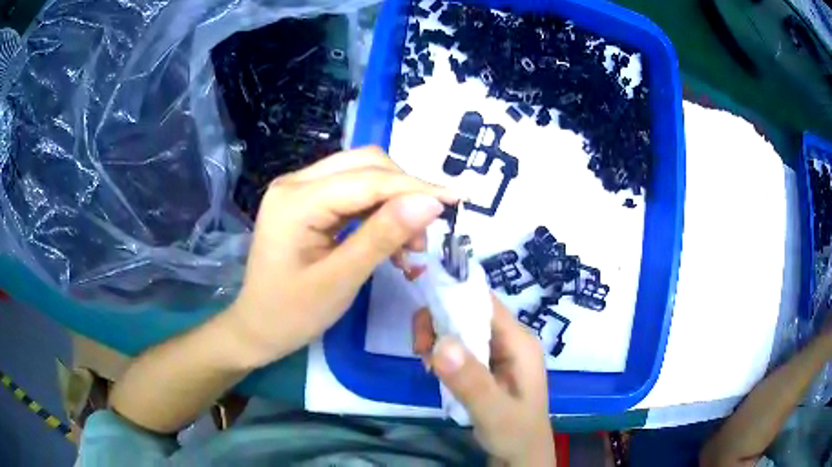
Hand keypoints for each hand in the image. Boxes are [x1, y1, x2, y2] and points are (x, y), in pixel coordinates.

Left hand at [226, 147, 455, 366]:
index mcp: (295, 201)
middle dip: (404, 190)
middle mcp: (295, 183)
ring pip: (361, 175)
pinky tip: (391, 238)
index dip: (415, 187)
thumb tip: (430, 203)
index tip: (456, 199)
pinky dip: (378, 210)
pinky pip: (351, 192)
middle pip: (364, 164)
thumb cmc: (292, 314)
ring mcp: (299, 189)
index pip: (367, 180)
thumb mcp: (340, 280)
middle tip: (426, 232)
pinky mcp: (306, 202)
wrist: (257, 328)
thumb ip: (383, 237)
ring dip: (393, 200)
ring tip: (411, 243)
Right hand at [412, 295, 554, 465]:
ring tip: (425, 365)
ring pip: (461, 328)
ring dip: (437, 340)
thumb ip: (471, 381)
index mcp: (519, 342)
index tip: (422, 321)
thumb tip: (441, 342)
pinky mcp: (487, 365)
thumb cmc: (515, 433)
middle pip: (468, 312)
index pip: (484, 303)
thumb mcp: (494, 412)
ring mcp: (498, 352)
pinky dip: (442, 354)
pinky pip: (460, 347)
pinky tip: (433, 370)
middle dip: (439, 324)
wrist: (521, 455)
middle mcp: (510, 340)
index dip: (452, 300)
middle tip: (419, 350)